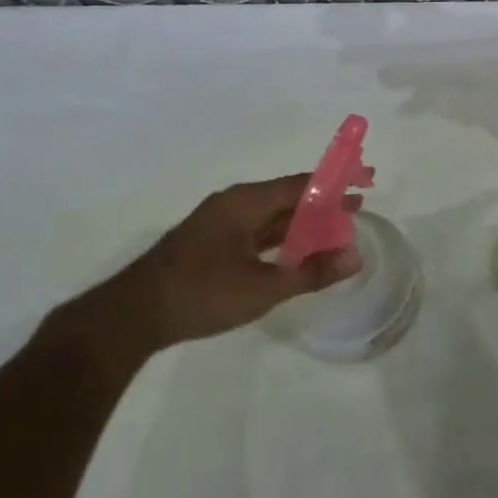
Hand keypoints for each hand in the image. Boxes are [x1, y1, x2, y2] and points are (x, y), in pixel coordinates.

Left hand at [75, 174, 362, 356]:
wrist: (131, 317)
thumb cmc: (200, 293)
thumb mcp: (262, 287)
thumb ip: (310, 272)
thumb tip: (355, 256)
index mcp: (245, 201)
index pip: (302, 183)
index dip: (336, 182)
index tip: (366, 180)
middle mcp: (234, 204)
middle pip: (288, 197)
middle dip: (323, 203)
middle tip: (358, 208)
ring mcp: (220, 224)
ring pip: (272, 217)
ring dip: (303, 223)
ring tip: (336, 231)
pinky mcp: (211, 244)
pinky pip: (257, 232)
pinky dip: (282, 239)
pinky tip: (296, 252)